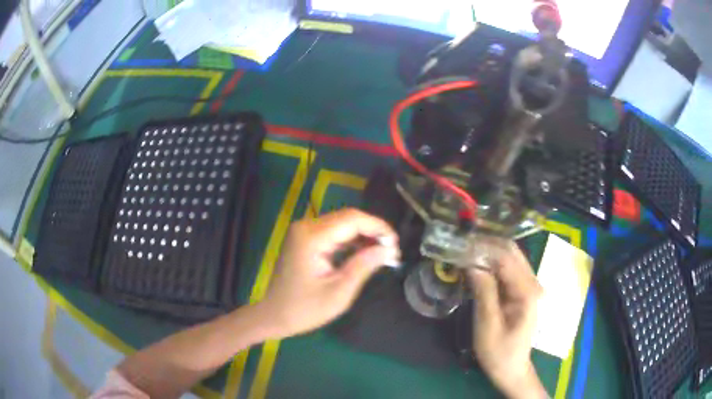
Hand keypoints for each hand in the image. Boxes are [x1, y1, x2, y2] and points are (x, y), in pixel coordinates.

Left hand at [259, 208, 399, 338]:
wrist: (274, 315)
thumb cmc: (305, 309)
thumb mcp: (339, 292)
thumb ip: (363, 266)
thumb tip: (389, 249)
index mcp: (312, 237)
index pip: (352, 219)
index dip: (378, 227)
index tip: (395, 244)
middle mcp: (306, 226)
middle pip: (347, 218)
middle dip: (372, 231)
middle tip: (391, 251)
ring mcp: (303, 231)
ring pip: (342, 223)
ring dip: (363, 235)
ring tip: (382, 253)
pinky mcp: (304, 238)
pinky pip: (333, 232)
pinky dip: (351, 240)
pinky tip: (364, 253)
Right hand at [467, 242, 546, 398]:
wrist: (511, 368)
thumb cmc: (499, 352)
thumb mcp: (488, 326)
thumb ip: (484, 293)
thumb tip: (472, 264)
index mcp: (527, 293)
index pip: (507, 259)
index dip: (484, 249)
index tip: (461, 244)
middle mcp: (531, 284)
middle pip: (511, 252)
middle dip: (486, 245)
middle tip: (460, 245)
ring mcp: (528, 286)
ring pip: (509, 257)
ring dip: (488, 252)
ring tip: (464, 251)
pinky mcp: (520, 291)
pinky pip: (506, 270)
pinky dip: (491, 264)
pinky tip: (475, 265)